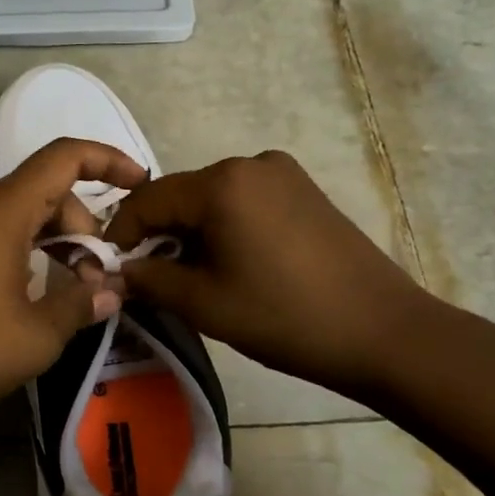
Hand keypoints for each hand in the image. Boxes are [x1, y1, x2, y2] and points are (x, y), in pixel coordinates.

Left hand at [0, 138, 147, 418]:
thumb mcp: (35, 336)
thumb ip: (80, 304)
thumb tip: (110, 291)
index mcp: (1, 211)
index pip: (63, 157)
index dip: (107, 160)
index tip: (140, 183)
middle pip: (43, 191)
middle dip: (81, 227)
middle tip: (95, 280)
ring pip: (16, 215)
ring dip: (51, 242)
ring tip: (68, 292)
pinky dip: (20, 251)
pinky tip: (27, 294)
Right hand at [103, 150, 432, 402]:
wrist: (384, 332)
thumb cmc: (285, 317)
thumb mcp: (203, 303)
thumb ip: (148, 279)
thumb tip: (116, 271)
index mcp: (222, 183)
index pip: (147, 199)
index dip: (121, 234)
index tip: (110, 268)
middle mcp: (250, 163)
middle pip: (181, 196)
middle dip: (158, 234)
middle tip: (150, 278)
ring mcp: (283, 174)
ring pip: (213, 199)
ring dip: (192, 232)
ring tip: (192, 276)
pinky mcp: (305, 191)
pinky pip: (245, 202)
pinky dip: (225, 227)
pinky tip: (232, 264)